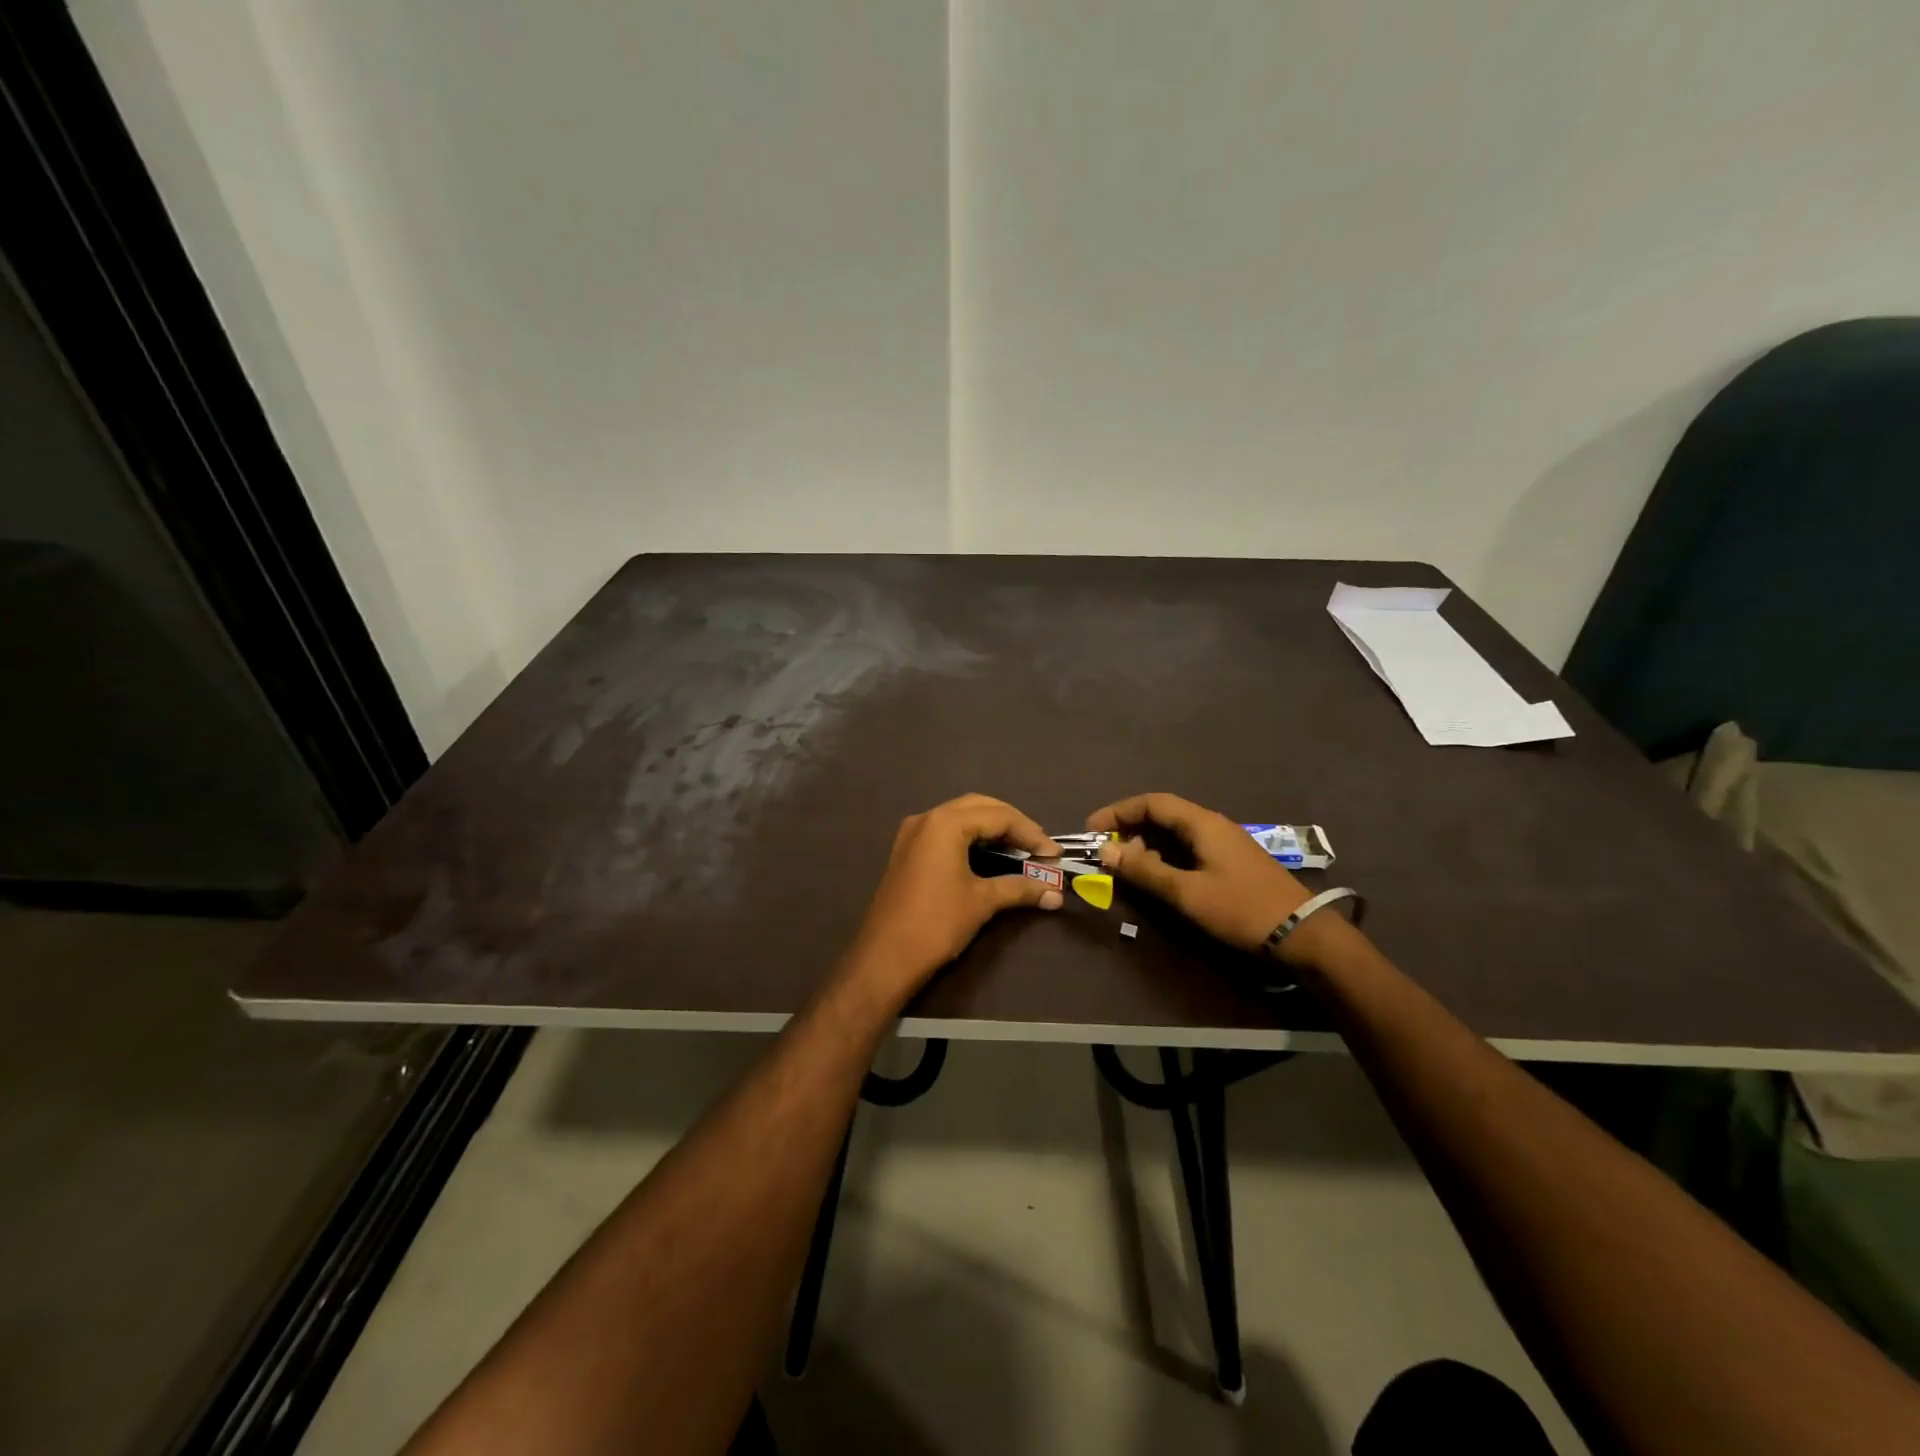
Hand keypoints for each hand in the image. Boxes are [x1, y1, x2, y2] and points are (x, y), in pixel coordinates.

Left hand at [841, 794, 1062, 1006]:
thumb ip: (1020, 889)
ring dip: (992, 828)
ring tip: (1020, 850)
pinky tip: (990, 855)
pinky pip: (946, 831)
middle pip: (980, 807)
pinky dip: (971, 837)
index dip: (1031, 834)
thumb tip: (1055, 894)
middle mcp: (927, 818)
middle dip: (1013, 824)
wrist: (885, 957)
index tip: (1054, 855)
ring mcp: (913, 833)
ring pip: (961, 816)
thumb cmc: (936, 923)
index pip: (999, 816)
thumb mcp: (982, 902)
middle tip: (1039, 847)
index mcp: (945, 823)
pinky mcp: (907, 850)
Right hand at [1087, 792, 1311, 952]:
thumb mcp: (1187, 892)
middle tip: (1107, 854)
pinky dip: (1165, 858)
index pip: (1151, 802)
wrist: (1304, 935)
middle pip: (1162, 816)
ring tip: (1127, 869)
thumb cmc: (1241, 908)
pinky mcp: (1231, 863)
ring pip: (1175, 834)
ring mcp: (1225, 844)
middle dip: (1129, 830)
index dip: (1118, 812)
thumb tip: (1105, 852)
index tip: (1091, 830)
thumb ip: (1145, 871)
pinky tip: (1158, 879)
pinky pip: (1188, 850)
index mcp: (1202, 823)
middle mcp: (1212, 825)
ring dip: (1146, 846)